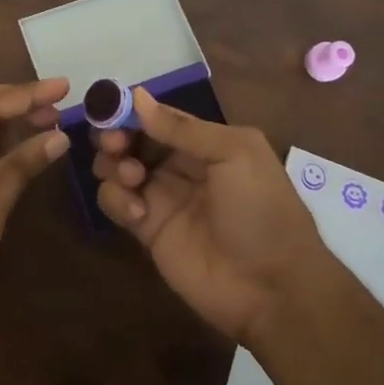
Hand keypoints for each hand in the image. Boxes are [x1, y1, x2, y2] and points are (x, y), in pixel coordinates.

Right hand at [93, 88, 329, 344]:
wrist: (273, 288)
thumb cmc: (261, 209)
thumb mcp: (235, 155)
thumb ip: (183, 128)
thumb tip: (137, 96)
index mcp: (204, 142)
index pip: (158, 117)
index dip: (132, 110)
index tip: (110, 108)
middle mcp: (179, 165)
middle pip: (132, 139)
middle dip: (115, 135)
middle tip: (115, 144)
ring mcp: (161, 198)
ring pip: (117, 168)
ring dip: (113, 165)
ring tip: (132, 178)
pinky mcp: (146, 230)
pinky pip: (116, 203)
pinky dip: (116, 200)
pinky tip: (138, 213)